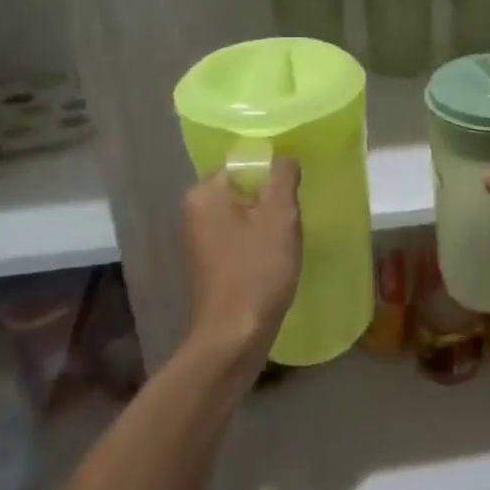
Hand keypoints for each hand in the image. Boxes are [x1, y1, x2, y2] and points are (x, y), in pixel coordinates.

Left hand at [181, 157, 301, 377]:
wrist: (235, 333)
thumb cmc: (259, 269)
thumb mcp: (280, 216)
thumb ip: (283, 177)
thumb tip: (284, 157)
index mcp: (205, 192)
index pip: (244, 164)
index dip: (274, 174)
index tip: (295, 193)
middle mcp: (194, 210)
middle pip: (243, 188)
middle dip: (271, 199)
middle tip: (295, 217)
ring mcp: (198, 238)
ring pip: (243, 213)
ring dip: (267, 222)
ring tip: (287, 239)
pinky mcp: (208, 261)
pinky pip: (237, 236)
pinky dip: (257, 241)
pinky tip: (274, 258)